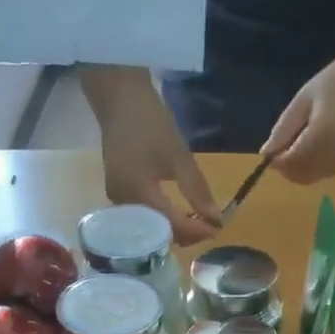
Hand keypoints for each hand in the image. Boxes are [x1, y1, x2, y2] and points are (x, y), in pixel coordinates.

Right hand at [79, 66, 220, 244]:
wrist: (118, 98)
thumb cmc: (150, 122)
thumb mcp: (178, 156)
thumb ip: (197, 190)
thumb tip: (216, 219)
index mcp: (138, 194)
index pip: (171, 226)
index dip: (196, 231)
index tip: (217, 230)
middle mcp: (123, 206)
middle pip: (158, 234)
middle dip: (185, 235)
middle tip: (209, 228)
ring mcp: (117, 201)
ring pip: (150, 229)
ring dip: (174, 230)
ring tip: (196, 223)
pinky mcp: (118, 195)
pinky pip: (142, 218)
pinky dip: (162, 220)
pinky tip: (177, 215)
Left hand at [262, 56, 334, 184]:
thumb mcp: (302, 101)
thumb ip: (283, 129)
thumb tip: (266, 154)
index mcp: (322, 134)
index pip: (291, 162)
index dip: (277, 162)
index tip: (270, 153)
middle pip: (302, 175)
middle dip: (288, 168)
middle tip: (285, 149)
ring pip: (314, 177)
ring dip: (302, 167)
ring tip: (307, 141)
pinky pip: (328, 172)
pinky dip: (318, 165)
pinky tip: (324, 143)